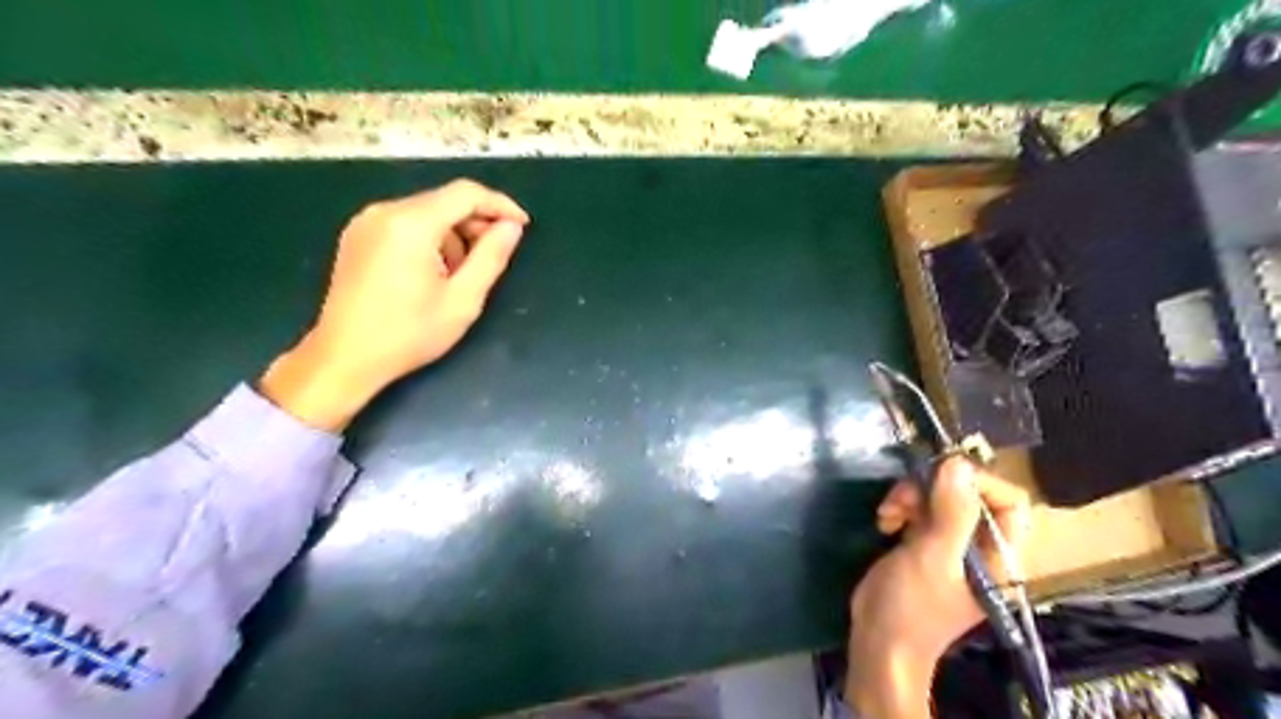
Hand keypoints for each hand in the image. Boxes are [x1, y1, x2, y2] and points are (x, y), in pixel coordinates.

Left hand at [259, 178, 529, 428]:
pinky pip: (406, 223)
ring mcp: (366, 221)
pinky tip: (435, 272)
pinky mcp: (358, 235)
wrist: (345, 358)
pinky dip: (431, 239)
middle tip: (494, 256)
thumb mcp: (463, 299)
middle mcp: (385, 211)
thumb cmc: (409, 333)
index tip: (522, 226)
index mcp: (411, 224)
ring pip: (427, 212)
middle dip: (476, 223)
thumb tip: (511, 227)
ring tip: (461, 275)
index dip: (500, 205)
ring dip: (454, 234)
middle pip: (445, 200)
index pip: (465, 193)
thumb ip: (491, 257)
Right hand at [849, 460, 1033, 718]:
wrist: (878, 640)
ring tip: (888, 514)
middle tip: (901, 498)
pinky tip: (884, 522)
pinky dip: (901, 507)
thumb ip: (951, 512)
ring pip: (940, 497)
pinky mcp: (925, 542)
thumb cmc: (912, 606)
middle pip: (969, 494)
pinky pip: (920, 509)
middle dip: (933, 489)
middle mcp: (981, 546)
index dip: (977, 483)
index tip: (939, 478)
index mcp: (1000, 555)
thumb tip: (958, 463)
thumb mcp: (933, 557)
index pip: (1009, 501)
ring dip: (910, 497)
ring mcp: (951, 543)